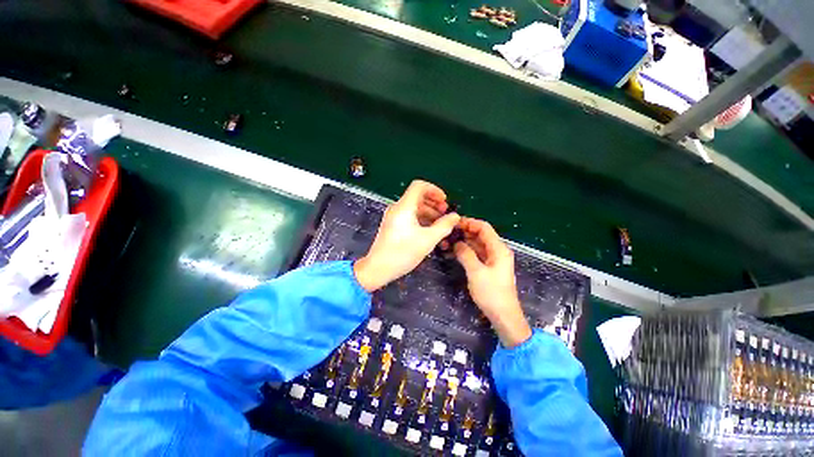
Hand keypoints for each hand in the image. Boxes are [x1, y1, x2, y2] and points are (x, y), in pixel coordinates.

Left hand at [354, 180, 459, 291]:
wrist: (378, 268)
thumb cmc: (403, 252)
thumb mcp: (428, 239)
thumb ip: (444, 226)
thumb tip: (455, 216)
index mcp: (404, 207)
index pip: (419, 186)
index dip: (434, 190)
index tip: (445, 201)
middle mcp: (397, 208)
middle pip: (418, 197)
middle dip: (434, 204)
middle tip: (445, 214)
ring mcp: (394, 217)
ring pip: (414, 208)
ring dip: (429, 214)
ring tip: (441, 226)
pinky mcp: (393, 226)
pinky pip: (409, 217)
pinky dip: (421, 220)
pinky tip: (430, 231)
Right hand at [454, 218, 531, 347]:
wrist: (503, 315)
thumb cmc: (492, 293)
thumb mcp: (476, 272)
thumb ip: (466, 254)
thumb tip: (456, 243)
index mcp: (498, 249)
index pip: (484, 228)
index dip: (469, 223)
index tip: (454, 223)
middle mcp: (497, 251)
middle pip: (480, 235)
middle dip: (464, 232)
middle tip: (447, 232)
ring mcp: (492, 259)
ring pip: (476, 244)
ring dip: (463, 242)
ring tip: (447, 242)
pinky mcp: (488, 267)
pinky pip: (476, 254)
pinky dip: (465, 251)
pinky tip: (453, 252)